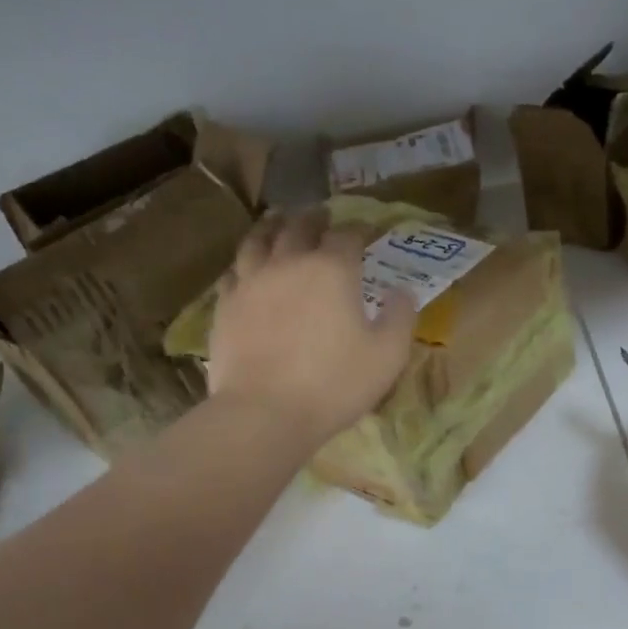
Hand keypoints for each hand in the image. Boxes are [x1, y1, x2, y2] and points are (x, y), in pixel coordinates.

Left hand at [208, 208, 417, 447]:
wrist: (265, 412)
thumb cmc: (335, 384)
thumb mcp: (388, 355)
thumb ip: (400, 317)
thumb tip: (401, 291)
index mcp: (332, 270)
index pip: (347, 235)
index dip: (358, 229)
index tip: (365, 230)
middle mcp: (288, 263)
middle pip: (298, 227)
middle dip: (313, 218)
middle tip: (320, 216)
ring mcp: (251, 283)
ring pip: (258, 240)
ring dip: (272, 227)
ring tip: (277, 223)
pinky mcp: (225, 306)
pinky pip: (233, 273)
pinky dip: (245, 264)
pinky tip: (246, 270)